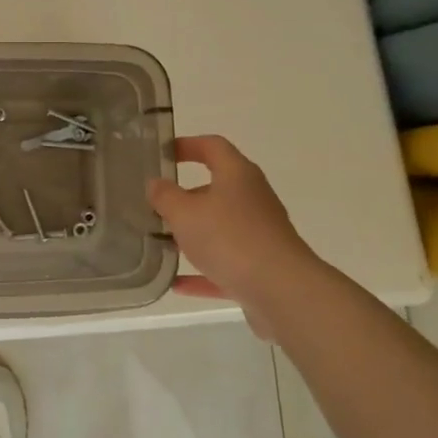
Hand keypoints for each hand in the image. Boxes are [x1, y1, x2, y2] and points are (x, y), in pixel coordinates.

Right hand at [146, 135, 320, 337]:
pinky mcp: (261, 266)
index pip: (213, 146)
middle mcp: (252, 199)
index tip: (163, 153)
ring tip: (161, 243)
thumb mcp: (185, 213)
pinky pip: (225, 263)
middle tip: (155, 205)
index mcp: (237, 175)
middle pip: (216, 188)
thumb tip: (156, 184)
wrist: (282, 292)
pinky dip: (203, 270)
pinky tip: (177, 284)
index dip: (187, 145)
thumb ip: (165, 196)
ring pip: (220, 227)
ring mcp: (259, 234)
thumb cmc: (230, 239)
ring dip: (192, 234)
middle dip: (185, 196)